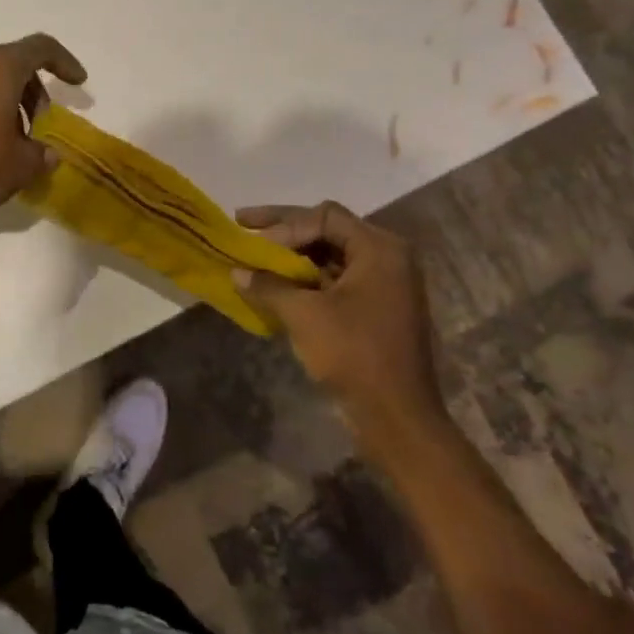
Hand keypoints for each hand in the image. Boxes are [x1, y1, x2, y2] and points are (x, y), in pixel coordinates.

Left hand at [0, 34, 87, 213]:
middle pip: (12, 64)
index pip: (41, 48)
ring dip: (6, 101)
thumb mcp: (20, 166)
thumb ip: (41, 156)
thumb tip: (48, 154)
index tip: (78, 83)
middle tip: (41, 124)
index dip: (64, 62)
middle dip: (33, 91)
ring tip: (12, 139)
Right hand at [235, 202, 445, 437]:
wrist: (397, 418)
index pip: (324, 216)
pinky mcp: (377, 308)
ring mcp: (385, 284)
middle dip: (285, 231)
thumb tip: (236, 272)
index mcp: (379, 249)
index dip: (284, 224)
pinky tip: (277, 285)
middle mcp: (387, 257)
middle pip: (328, 230)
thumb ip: (269, 286)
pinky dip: (307, 279)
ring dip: (294, 256)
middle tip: (245, 226)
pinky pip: (337, 280)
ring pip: (331, 255)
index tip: (253, 239)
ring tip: (256, 258)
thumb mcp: (304, 315)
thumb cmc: (354, 355)